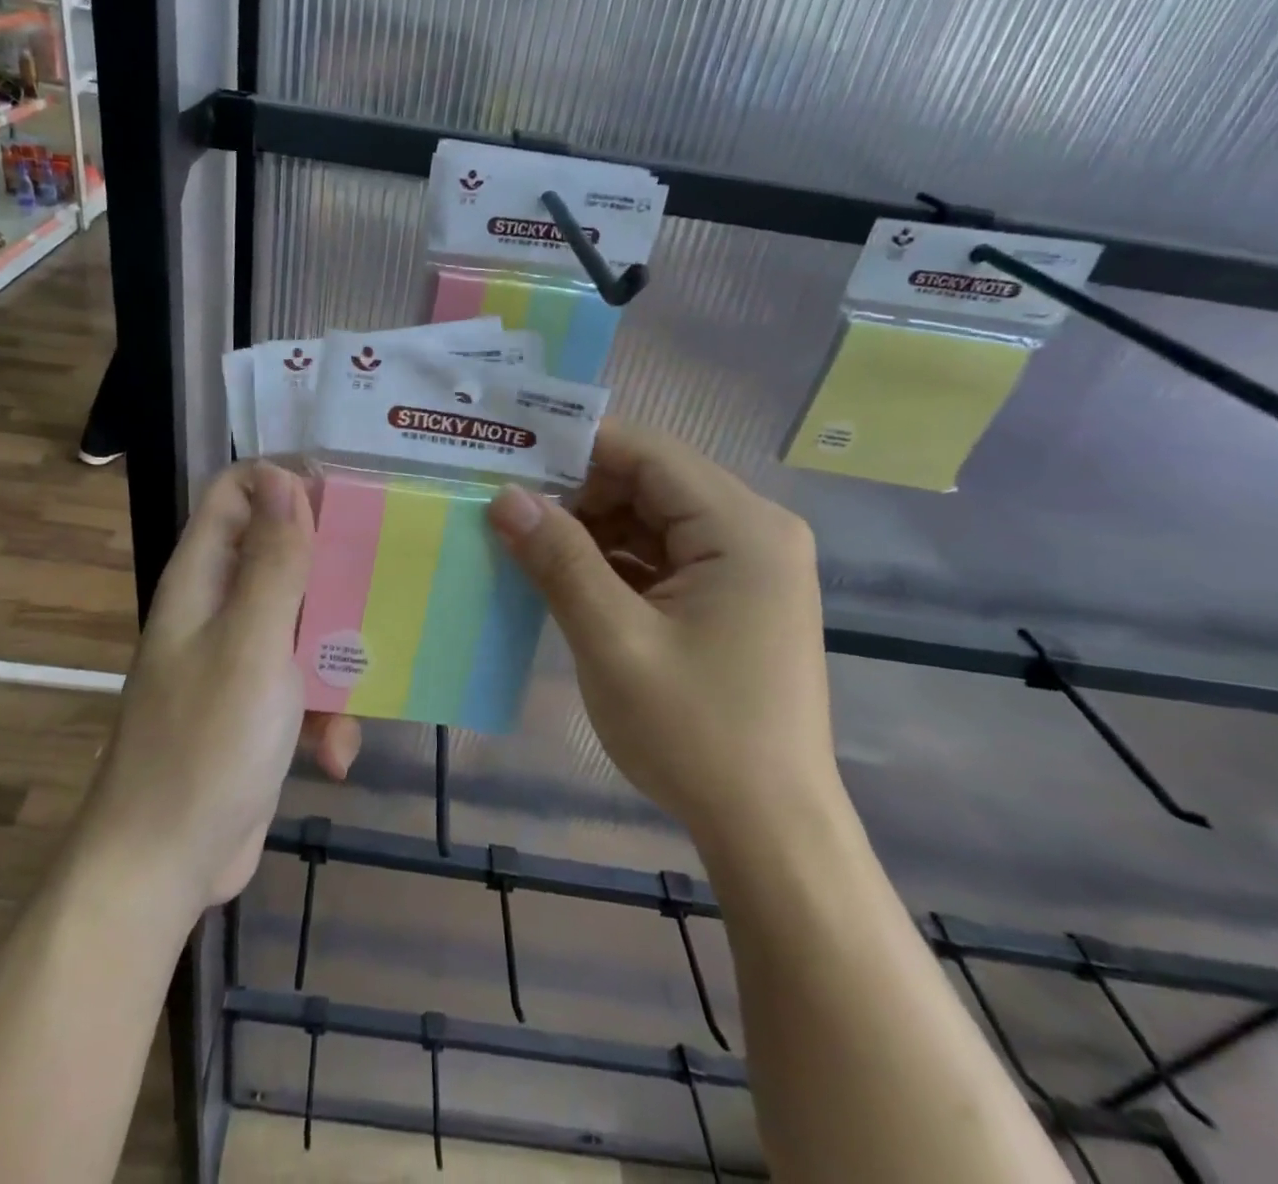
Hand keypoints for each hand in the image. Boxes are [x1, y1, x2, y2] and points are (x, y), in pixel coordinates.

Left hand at [83, 462, 358, 916]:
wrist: (165, 866)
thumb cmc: (206, 744)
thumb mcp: (252, 644)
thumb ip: (274, 562)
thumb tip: (286, 478)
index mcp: (203, 580)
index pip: (236, 493)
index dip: (286, 482)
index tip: (348, 499)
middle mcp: (218, 609)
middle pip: (281, 554)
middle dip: (333, 570)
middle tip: (386, 579)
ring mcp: (239, 660)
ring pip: (305, 622)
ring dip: (339, 655)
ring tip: (365, 687)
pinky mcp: (258, 708)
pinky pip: (305, 685)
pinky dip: (326, 713)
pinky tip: (336, 753)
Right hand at [488, 420, 835, 839]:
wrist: (771, 831)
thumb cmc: (696, 733)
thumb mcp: (613, 641)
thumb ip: (559, 560)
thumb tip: (506, 496)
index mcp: (742, 528)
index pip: (648, 452)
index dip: (575, 446)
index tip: (508, 456)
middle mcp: (754, 531)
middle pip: (650, 481)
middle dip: (578, 492)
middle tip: (507, 510)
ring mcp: (746, 566)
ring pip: (651, 518)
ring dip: (591, 528)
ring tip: (526, 545)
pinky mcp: (731, 597)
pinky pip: (662, 556)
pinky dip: (613, 561)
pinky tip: (566, 579)